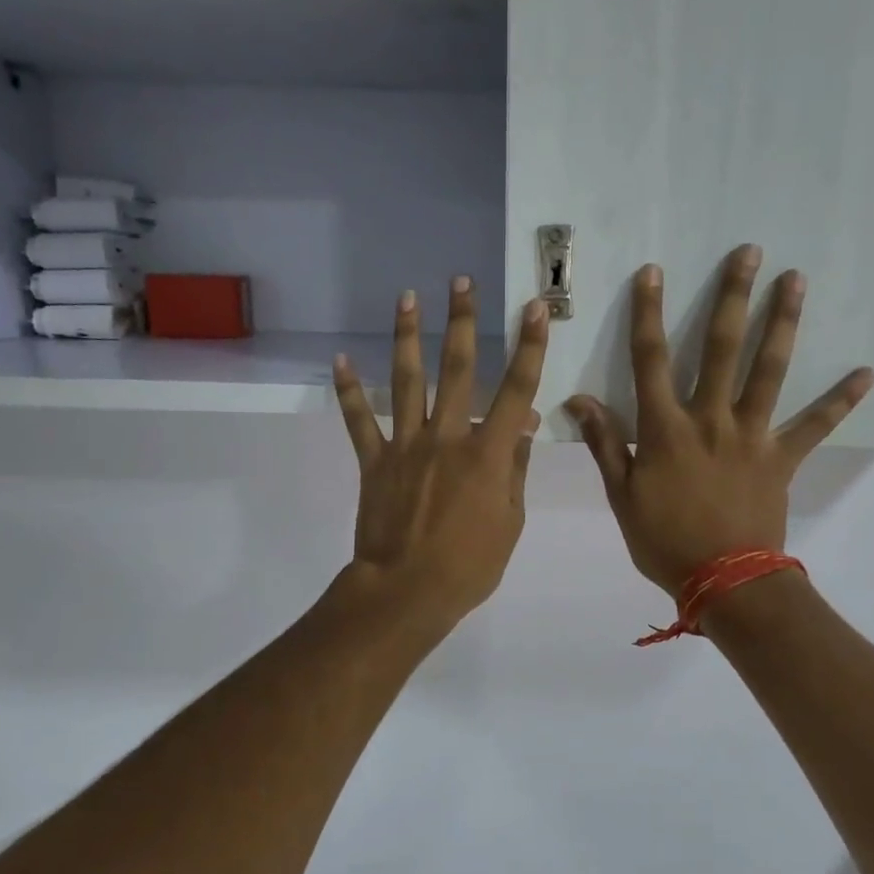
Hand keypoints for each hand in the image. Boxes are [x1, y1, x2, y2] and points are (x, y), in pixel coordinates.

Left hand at [333, 278, 548, 631]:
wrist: (408, 591)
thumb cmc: (470, 565)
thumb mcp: (511, 521)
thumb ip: (515, 469)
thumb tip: (525, 428)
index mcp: (487, 454)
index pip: (516, 390)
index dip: (528, 346)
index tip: (533, 307)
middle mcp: (447, 437)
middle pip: (457, 370)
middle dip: (462, 322)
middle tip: (461, 282)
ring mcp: (406, 446)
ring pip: (406, 381)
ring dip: (408, 336)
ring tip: (406, 298)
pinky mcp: (375, 461)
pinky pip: (359, 421)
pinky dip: (348, 391)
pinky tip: (339, 360)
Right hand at [566, 246, 873, 596]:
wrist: (724, 582)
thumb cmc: (664, 540)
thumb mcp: (622, 496)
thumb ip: (605, 443)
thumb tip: (577, 399)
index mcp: (666, 429)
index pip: (651, 360)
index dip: (648, 313)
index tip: (653, 271)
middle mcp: (711, 420)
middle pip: (721, 348)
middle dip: (732, 297)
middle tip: (749, 253)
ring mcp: (752, 435)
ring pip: (768, 370)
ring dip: (783, 323)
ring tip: (796, 279)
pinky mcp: (782, 457)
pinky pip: (816, 425)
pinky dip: (841, 400)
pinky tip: (868, 373)